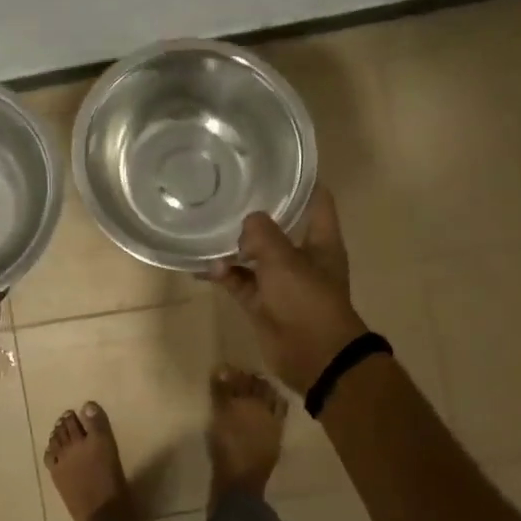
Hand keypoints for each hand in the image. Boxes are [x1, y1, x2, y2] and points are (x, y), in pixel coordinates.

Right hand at [208, 186, 368, 394]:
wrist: (314, 357)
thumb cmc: (307, 300)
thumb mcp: (284, 260)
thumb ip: (262, 234)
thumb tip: (247, 223)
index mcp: (321, 241)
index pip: (316, 200)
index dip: (301, 181)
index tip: (276, 163)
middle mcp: (302, 257)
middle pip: (279, 227)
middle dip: (256, 213)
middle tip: (227, 190)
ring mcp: (281, 281)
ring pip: (254, 256)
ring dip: (233, 247)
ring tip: (205, 228)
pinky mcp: (262, 303)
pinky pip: (239, 282)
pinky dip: (223, 275)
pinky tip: (200, 265)